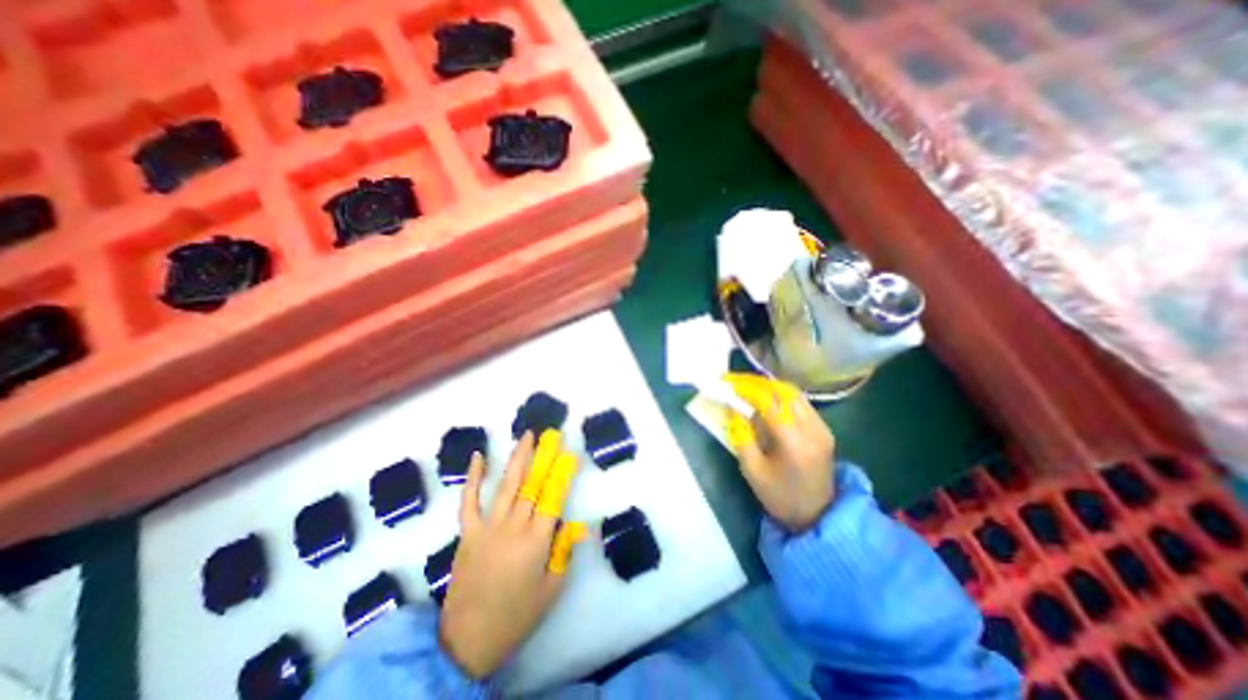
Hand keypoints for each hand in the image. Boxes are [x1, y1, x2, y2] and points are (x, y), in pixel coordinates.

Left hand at [440, 431, 588, 677]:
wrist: (467, 641)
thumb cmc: (517, 616)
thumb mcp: (551, 589)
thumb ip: (564, 553)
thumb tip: (575, 524)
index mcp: (537, 542)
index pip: (554, 498)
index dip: (563, 474)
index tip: (570, 454)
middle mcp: (513, 527)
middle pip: (532, 484)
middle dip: (544, 456)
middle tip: (551, 434)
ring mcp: (488, 527)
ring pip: (507, 485)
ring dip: (518, 458)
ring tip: (527, 436)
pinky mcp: (468, 532)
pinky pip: (469, 501)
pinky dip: (473, 478)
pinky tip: (478, 456)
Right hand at [723, 376, 836, 531]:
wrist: (817, 515)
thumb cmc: (780, 496)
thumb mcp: (752, 471)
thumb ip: (741, 436)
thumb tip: (733, 408)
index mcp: (793, 442)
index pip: (769, 402)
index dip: (747, 389)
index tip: (729, 383)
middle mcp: (812, 429)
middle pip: (784, 392)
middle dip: (757, 383)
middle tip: (737, 382)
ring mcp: (822, 428)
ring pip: (794, 394)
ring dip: (770, 387)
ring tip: (749, 387)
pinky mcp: (824, 430)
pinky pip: (801, 403)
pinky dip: (782, 396)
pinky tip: (768, 399)